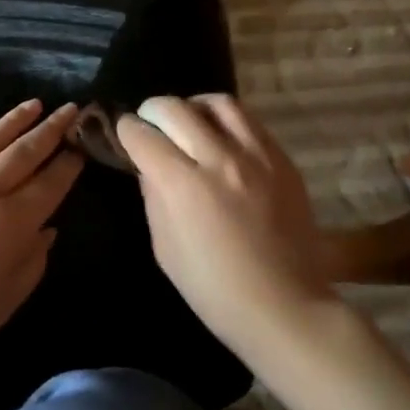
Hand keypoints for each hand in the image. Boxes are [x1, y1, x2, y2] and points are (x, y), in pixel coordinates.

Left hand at [0, 100, 83, 382]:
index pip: (49, 184)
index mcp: (10, 223)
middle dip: (50, 129)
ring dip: (13, 120)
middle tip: (69, 109)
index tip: (82, 146)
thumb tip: (47, 229)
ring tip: (33, 104)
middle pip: (23, 152)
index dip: (68, 164)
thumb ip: (31, 263)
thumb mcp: (2, 304)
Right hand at [116, 95, 334, 351]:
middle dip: (152, 110)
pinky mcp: (283, 160)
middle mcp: (219, 159)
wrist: (284, 306)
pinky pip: (250, 122)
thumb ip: (153, 197)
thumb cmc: (213, 289)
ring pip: (218, 102)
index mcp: (183, 184)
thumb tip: (149, 165)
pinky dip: (227, 122)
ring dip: (194, 106)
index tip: (124, 133)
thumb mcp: (164, 247)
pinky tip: (222, 139)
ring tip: (189, 121)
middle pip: (175, 108)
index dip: (126, 130)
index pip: (142, 135)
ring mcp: (257, 156)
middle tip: (149, 124)